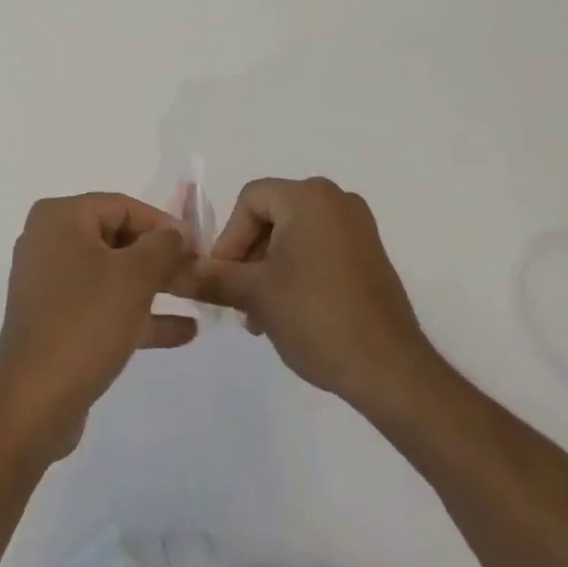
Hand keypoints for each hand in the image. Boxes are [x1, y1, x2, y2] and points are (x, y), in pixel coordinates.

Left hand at [0, 193, 196, 463]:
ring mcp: (52, 283)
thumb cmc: (85, 322)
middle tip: (199, 274)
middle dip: (161, 258)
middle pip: (118, 238)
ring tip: (197, 298)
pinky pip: (103, 305)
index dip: (164, 224)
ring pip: (113, 274)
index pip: (122, 206)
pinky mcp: (57, 321)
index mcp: (61, 218)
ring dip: (155, 286)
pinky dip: (138, 314)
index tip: (198, 247)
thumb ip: (163, 246)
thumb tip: (177, 232)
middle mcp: (50, 241)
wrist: (33, 404)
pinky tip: (183, 331)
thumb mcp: (134, 278)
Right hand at [196, 177, 437, 415]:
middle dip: (249, 257)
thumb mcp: (256, 295)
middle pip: (272, 215)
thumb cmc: (316, 317)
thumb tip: (176, 273)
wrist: (390, 369)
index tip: (223, 279)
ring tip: (262, 316)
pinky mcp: (370, 253)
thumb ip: (214, 277)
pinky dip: (298, 270)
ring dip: (271, 268)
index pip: (250, 200)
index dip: (229, 238)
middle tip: (240, 301)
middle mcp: (335, 199)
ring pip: (295, 234)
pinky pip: (321, 247)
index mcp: (307, 196)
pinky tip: (291, 311)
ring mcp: (358, 226)